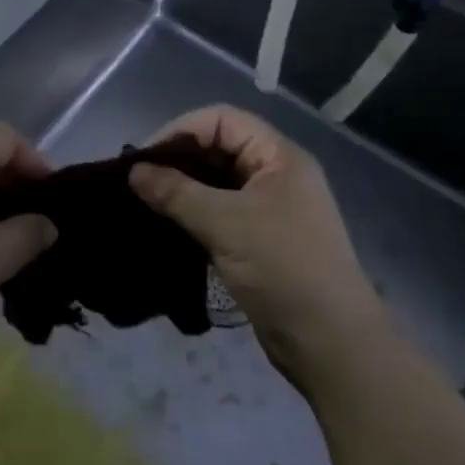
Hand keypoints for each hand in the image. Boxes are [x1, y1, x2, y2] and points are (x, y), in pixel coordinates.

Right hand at [130, 105, 383, 383]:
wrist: (330, 343)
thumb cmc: (282, 268)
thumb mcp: (225, 224)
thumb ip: (176, 193)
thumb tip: (134, 172)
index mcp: (279, 156)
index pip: (222, 120)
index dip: (181, 130)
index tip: (143, 157)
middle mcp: (277, 174)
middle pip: (220, 148)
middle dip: (179, 159)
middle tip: (139, 180)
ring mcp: (271, 209)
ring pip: (218, 183)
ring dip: (184, 189)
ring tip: (146, 201)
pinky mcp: (262, 240)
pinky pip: (222, 212)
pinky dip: (194, 214)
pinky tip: (167, 226)